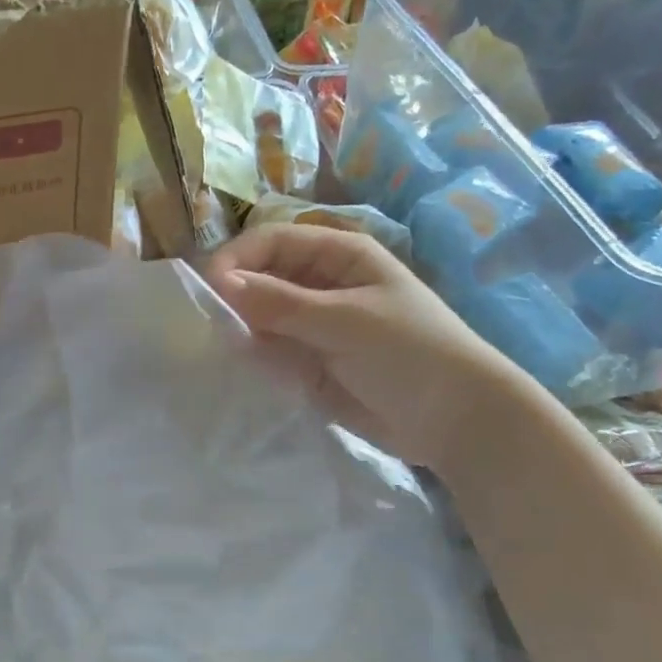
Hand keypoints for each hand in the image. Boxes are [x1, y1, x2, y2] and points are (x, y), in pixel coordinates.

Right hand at [205, 224, 519, 470]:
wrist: (453, 419)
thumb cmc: (409, 352)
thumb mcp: (344, 320)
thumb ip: (280, 303)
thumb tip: (220, 283)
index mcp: (338, 256)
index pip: (272, 241)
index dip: (238, 259)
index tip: (208, 290)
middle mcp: (321, 284)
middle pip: (262, 277)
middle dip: (235, 296)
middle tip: (210, 325)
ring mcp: (314, 326)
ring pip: (261, 317)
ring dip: (241, 329)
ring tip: (221, 348)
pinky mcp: (309, 364)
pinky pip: (270, 352)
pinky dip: (254, 357)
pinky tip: (242, 367)